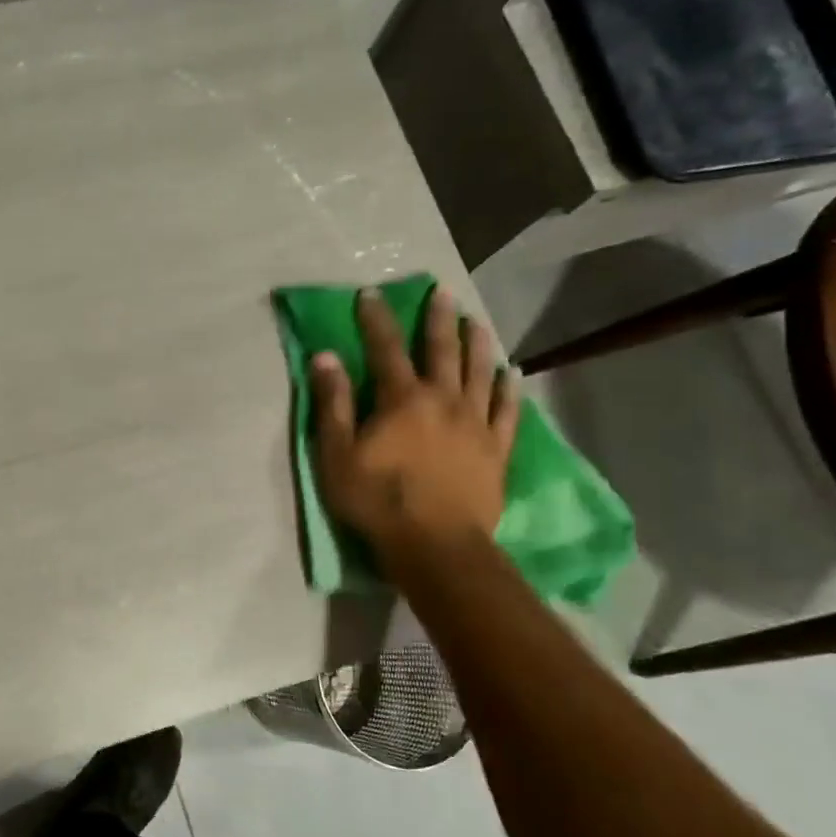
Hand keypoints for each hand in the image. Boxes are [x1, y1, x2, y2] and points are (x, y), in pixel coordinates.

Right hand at [311, 286, 518, 557]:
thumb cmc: (377, 499)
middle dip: (437, 319)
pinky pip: (507, 410)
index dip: (376, 319)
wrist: (435, 544)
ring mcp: (475, 423)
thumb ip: (333, 404)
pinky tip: (510, 372)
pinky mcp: (496, 449)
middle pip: (442, 350)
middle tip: (441, 292)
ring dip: (476, 343)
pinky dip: (508, 388)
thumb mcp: (337, 454)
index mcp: (402, 399)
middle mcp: (443, 400)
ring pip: (480, 372)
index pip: (386, 348)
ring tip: (475, 321)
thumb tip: (324, 358)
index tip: (370, 294)